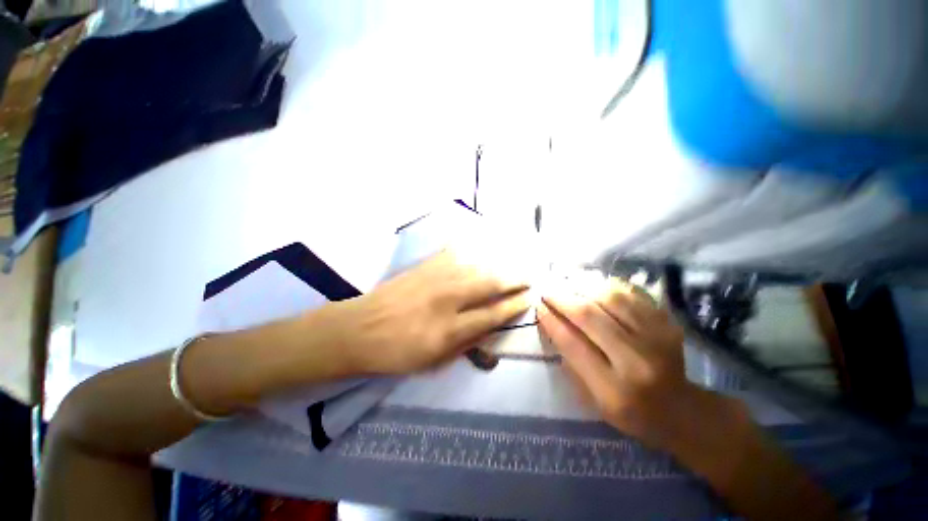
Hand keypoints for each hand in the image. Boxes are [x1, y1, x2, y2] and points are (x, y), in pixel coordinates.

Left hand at [336, 250, 529, 373]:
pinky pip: (452, 253)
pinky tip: (481, 246)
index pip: (492, 314)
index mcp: (448, 329)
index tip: (529, 298)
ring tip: (512, 263)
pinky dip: (470, 250)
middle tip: (528, 276)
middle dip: (512, 279)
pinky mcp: (423, 266)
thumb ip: (466, 344)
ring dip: (497, 265)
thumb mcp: (433, 362)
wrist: (358, 330)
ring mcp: (434, 278)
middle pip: (488, 284)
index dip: (513, 306)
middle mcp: (446, 299)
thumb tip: (491, 328)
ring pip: (475, 266)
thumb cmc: (396, 352)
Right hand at [537, 279, 718, 449]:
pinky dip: (608, 285)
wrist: (681, 410)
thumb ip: (571, 361)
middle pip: (590, 316)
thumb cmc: (629, 411)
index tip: (538, 305)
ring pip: (611, 298)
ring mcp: (657, 339)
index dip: (551, 321)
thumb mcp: (592, 399)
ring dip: (583, 287)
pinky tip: (594, 284)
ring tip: (567, 284)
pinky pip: (632, 293)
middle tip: (548, 290)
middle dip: (562, 299)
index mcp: (613, 389)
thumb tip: (552, 322)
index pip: (572, 344)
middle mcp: (636, 361)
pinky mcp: (668, 324)